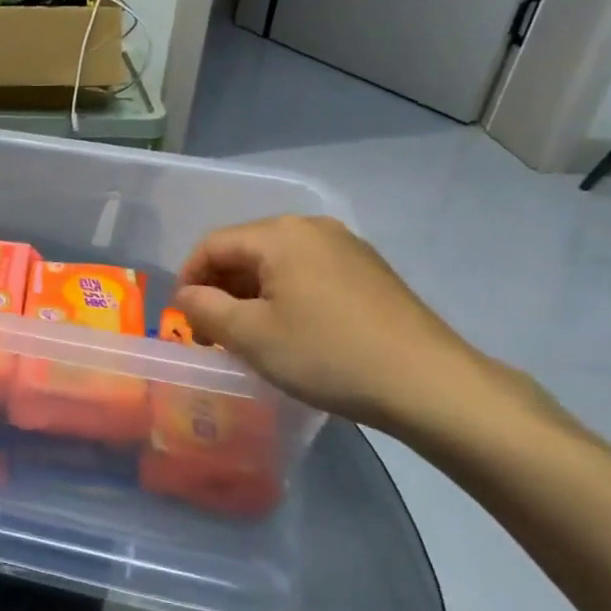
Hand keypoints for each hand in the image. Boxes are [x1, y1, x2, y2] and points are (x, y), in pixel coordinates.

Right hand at [173, 215, 516, 435]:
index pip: (213, 244)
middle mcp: (313, 228)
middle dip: (220, 288)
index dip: (188, 278)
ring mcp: (347, 248)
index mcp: (280, 234)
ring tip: (249, 337)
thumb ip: (204, 308)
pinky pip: (309, 274)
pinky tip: (292, 333)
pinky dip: (286, 297)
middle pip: (246, 250)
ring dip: (252, 295)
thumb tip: (187, 295)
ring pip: (278, 264)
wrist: (427, 382)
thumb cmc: (326, 354)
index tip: (183, 320)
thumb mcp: (250, 335)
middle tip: (213, 333)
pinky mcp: (369, 272)